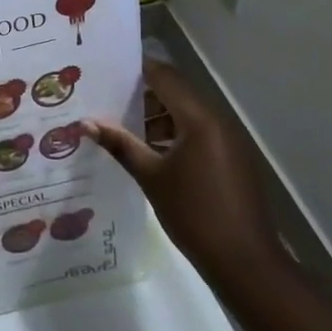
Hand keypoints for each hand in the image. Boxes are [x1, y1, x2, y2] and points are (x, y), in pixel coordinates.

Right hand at [83, 59, 285, 289]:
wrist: (244, 261)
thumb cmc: (193, 213)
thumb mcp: (150, 177)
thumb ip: (120, 144)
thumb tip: (86, 122)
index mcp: (199, 120)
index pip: (165, 77)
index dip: (136, 69)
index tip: (106, 70)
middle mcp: (217, 122)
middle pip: (176, 93)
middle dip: (142, 94)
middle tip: (105, 98)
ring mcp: (228, 141)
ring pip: (187, 114)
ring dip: (157, 116)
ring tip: (120, 127)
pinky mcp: (232, 159)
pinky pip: (198, 133)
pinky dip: (173, 134)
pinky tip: (148, 151)